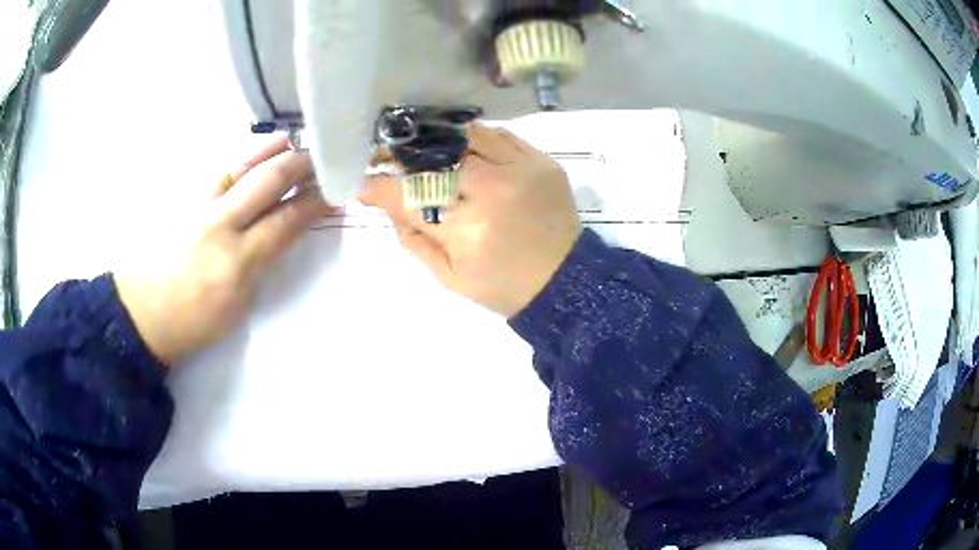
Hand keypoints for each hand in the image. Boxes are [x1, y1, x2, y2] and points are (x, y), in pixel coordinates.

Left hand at [115, 137, 332, 365]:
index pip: (286, 220)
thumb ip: (261, 264)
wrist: (142, 311)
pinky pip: (220, 169)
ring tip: (294, 139)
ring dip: (272, 150)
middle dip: (301, 165)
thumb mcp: (238, 306)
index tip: (337, 190)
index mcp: (237, 261)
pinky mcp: (185, 199)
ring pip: (241, 165)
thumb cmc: (193, 321)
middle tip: (324, 156)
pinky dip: (243, 156)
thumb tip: (283, 231)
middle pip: (267, 181)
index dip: (315, 202)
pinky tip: (256, 149)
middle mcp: (220, 223)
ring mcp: (199, 205)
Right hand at [360, 123, 580, 317]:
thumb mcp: (450, 278)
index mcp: (468, 231)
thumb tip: (387, 204)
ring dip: (436, 139)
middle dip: (402, 155)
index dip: (380, 187)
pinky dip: (474, 136)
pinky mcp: (541, 160)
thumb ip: (413, 240)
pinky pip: (499, 134)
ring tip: (420, 145)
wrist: (564, 280)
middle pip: (434, 159)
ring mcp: (521, 170)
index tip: (365, 184)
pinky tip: (460, 144)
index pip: (410, 197)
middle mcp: (493, 191)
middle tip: (385, 155)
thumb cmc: (503, 286)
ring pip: (465, 136)